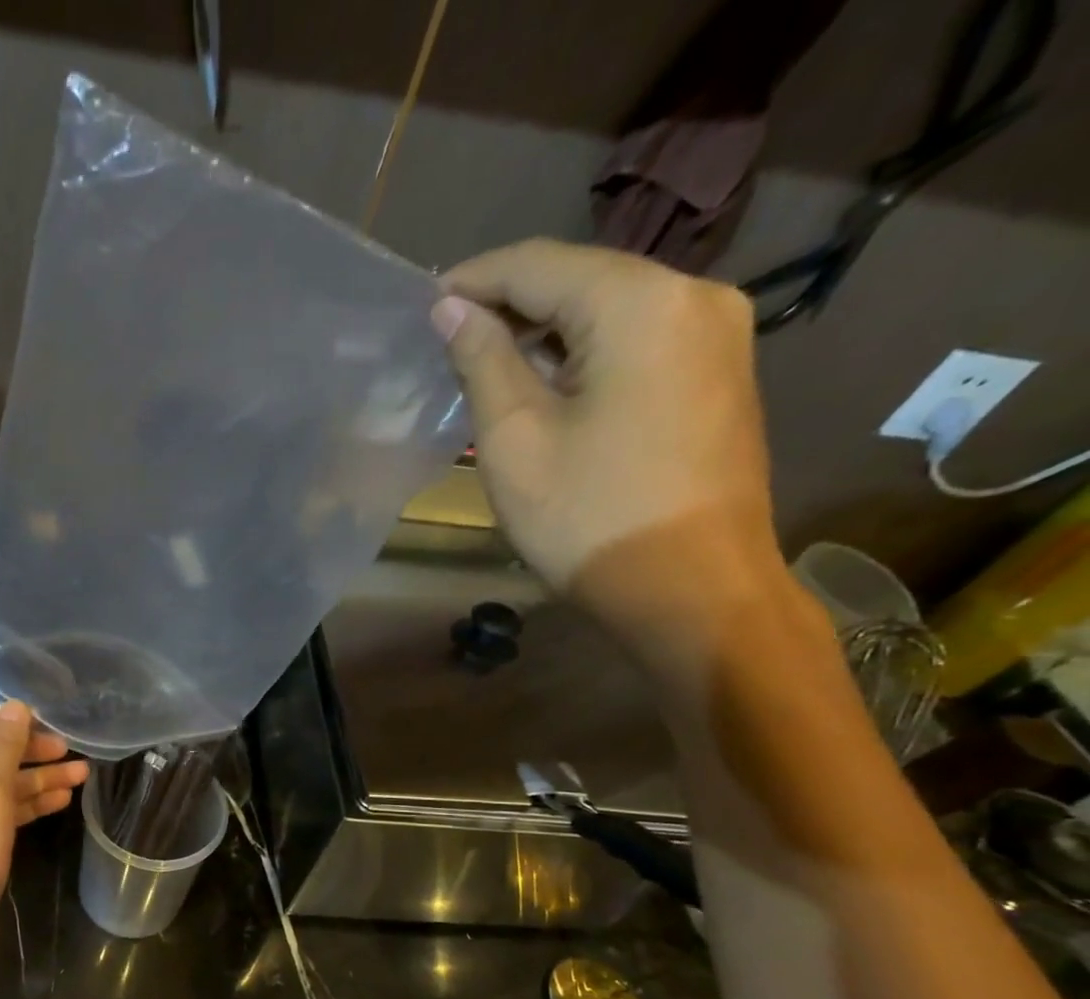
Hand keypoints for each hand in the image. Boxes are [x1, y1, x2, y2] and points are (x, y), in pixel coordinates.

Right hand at [432, 239, 797, 673]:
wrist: (690, 590)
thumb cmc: (588, 517)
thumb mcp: (515, 438)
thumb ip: (482, 360)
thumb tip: (452, 309)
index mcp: (640, 302)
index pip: (538, 265)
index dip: (473, 280)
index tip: (423, 306)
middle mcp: (693, 296)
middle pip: (581, 280)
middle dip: (510, 306)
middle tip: (447, 343)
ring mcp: (718, 335)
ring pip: (611, 312)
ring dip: (546, 335)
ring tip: (488, 368)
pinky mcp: (720, 374)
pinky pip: (638, 342)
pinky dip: (585, 355)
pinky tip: (548, 388)